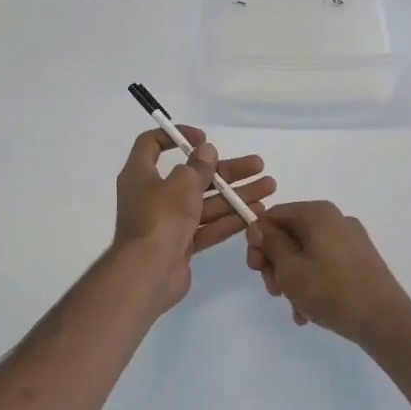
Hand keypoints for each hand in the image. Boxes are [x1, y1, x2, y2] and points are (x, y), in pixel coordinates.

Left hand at [115, 126, 275, 312]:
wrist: (147, 273)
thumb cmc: (160, 218)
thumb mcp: (182, 184)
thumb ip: (198, 166)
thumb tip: (206, 151)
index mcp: (141, 174)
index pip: (152, 145)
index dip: (177, 136)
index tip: (204, 139)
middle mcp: (153, 195)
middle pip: (193, 175)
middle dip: (227, 171)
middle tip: (258, 165)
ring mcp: (167, 222)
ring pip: (205, 202)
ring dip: (236, 194)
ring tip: (269, 187)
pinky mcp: (180, 244)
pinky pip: (207, 226)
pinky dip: (229, 219)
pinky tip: (256, 212)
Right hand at [244, 201, 410, 347]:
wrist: (384, 320)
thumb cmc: (331, 291)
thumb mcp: (290, 269)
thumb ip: (270, 244)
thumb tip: (259, 226)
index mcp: (317, 213)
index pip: (274, 215)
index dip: (258, 240)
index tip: (255, 268)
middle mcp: (336, 219)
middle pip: (291, 234)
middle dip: (276, 263)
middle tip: (274, 291)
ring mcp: (351, 240)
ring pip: (306, 253)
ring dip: (293, 279)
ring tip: (294, 308)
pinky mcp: (360, 260)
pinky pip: (325, 264)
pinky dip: (312, 282)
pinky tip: (308, 311)